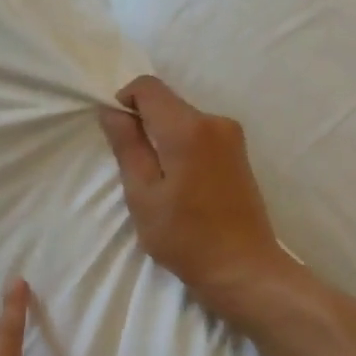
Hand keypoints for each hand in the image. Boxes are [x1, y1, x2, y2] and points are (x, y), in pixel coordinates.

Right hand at [99, 75, 296, 319]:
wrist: (244, 269)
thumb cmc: (185, 237)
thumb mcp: (143, 195)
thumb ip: (127, 146)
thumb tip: (112, 111)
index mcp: (188, 128)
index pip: (148, 87)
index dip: (124, 101)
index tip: (118, 136)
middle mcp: (214, 121)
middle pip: (167, 102)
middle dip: (144, 124)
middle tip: (135, 169)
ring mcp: (232, 136)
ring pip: (183, 119)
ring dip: (163, 138)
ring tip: (159, 183)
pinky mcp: (239, 152)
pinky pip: (199, 134)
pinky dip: (182, 147)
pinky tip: (181, 185)